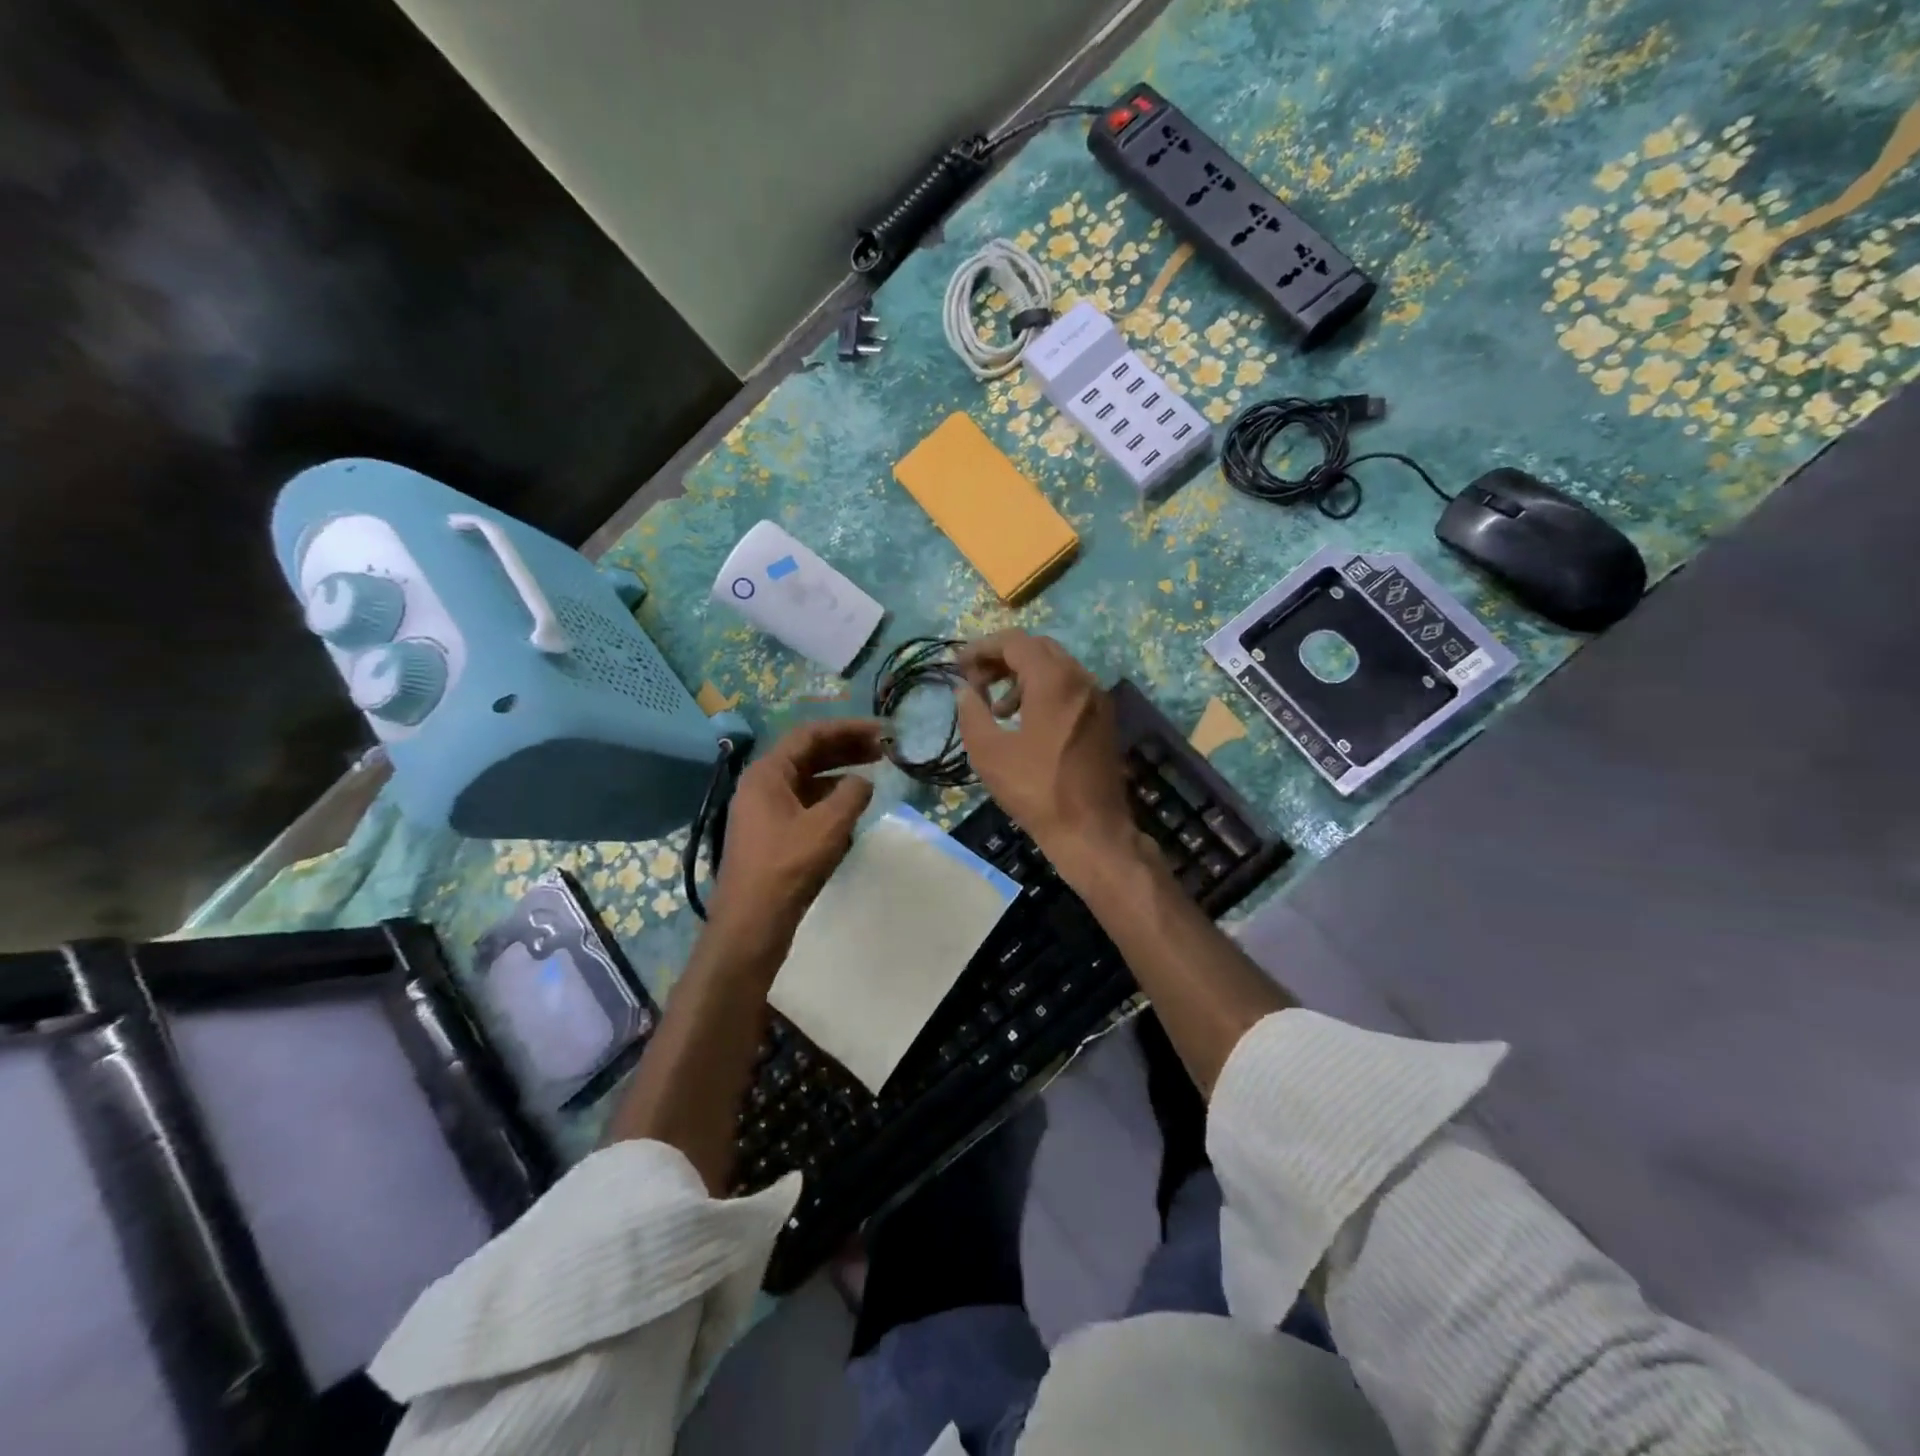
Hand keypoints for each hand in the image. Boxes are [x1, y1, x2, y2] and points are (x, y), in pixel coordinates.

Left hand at [708, 718, 883, 955]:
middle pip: (807, 755)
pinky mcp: (771, 834)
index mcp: (767, 773)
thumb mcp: (828, 826)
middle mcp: (761, 785)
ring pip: (807, 780)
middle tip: (883, 750)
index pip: (810, 735)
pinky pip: (804, 804)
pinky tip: (852, 810)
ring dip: (839, 775)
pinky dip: (829, 800)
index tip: (881, 732)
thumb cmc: (787, 867)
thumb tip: (863, 782)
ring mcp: (764, 811)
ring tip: (873, 776)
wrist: (752, 923)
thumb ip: (851, 795)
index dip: (847, 729)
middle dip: (846, 749)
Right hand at [955, 631, 1142, 882]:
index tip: (958, 665)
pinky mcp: (1103, 719)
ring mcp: (1097, 699)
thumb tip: (965, 691)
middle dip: (1003, 658)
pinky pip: (1069, 688)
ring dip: (1022, 676)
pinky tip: (1024, 722)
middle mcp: (1081, 680)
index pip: (1015, 642)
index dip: (982, 648)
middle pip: (1038, 648)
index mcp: (1055, 681)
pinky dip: (1043, 691)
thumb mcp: (989, 753)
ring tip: (996, 707)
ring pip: (1055, 667)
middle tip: (975, 680)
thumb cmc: (1037, 790)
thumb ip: (972, 713)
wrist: (1092, 830)